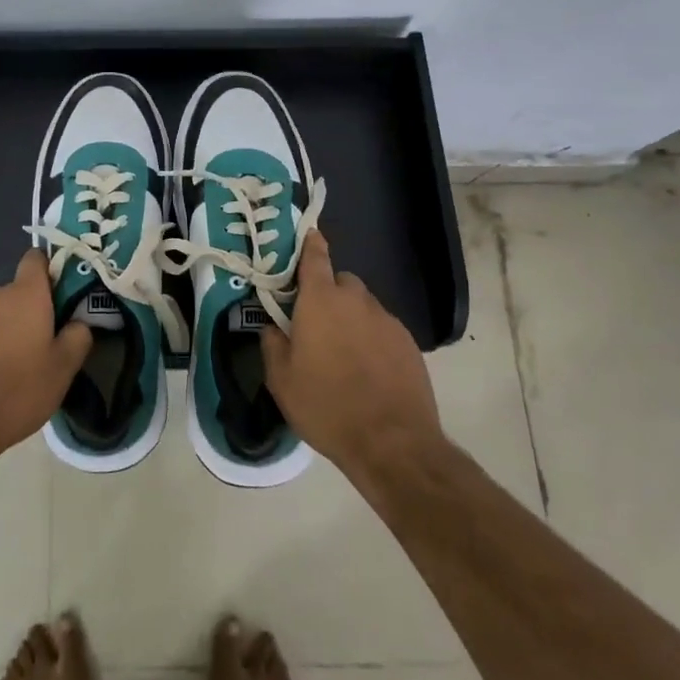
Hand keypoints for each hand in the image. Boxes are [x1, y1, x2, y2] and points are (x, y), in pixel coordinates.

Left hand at [0, 250, 91, 474]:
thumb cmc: (14, 393)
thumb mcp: (61, 372)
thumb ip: (77, 338)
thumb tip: (79, 322)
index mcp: (25, 295)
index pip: (36, 259)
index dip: (49, 272)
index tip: (58, 298)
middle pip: (15, 293)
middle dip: (26, 314)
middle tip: (36, 350)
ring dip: (1, 331)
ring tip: (5, 371)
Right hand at [261, 230, 441, 480]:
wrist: (393, 443)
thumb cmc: (327, 406)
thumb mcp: (281, 380)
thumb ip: (272, 343)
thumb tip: (271, 326)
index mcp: (320, 300)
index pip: (316, 257)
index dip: (310, 244)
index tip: (308, 236)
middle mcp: (356, 300)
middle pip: (341, 282)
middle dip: (328, 294)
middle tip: (316, 324)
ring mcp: (386, 320)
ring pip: (363, 306)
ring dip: (351, 318)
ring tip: (343, 354)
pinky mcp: (408, 343)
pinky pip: (383, 329)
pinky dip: (372, 339)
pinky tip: (368, 370)